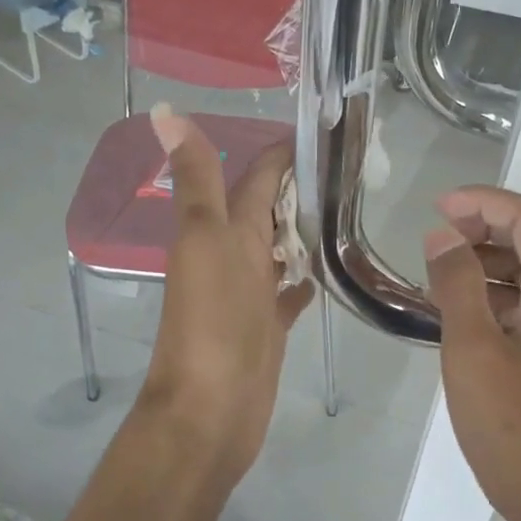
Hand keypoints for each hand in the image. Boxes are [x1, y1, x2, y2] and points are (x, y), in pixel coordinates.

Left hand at [142, 107, 313, 486]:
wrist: (210, 409)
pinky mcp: (267, 327)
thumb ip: (197, 179)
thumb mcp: (206, 239)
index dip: (284, 150)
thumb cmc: (212, 321)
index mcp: (224, 229)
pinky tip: (327, 272)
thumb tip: (166, 111)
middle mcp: (235, 254)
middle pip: (269, 210)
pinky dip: (303, 280)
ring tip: (348, 210)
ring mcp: (251, 293)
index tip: (330, 126)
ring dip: (303, 230)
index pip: (257, 176)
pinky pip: (288, 294)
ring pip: (279, 249)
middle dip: (301, 187)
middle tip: (354, 166)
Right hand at [424, 186, 520, 520]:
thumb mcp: (472, 348)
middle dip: (486, 225)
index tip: (439, 208)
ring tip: (438, 272)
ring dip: (486, 259)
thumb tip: (444, 236)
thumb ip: (457, 284)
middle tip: (437, 236)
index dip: (486, 202)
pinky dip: (491, 293)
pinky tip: (455, 308)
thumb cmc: (509, 423)